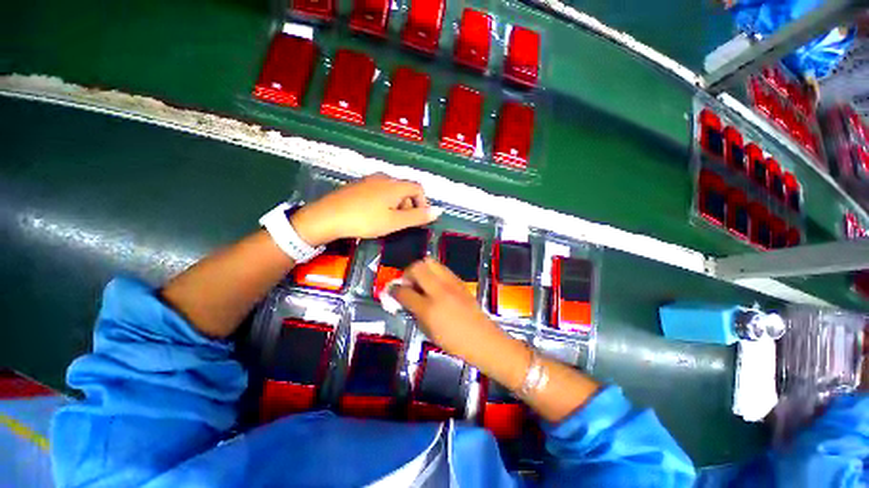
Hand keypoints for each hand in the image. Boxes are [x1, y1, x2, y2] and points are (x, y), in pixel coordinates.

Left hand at [290, 173, 440, 246]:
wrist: (327, 217)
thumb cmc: (365, 220)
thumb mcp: (395, 222)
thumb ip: (418, 217)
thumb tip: (439, 211)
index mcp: (396, 185)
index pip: (419, 188)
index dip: (423, 203)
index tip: (418, 219)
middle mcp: (384, 177)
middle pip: (406, 189)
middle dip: (409, 206)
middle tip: (400, 223)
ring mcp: (370, 179)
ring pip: (392, 191)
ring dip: (396, 205)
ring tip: (386, 221)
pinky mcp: (358, 185)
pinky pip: (379, 191)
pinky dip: (383, 202)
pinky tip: (373, 214)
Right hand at [391, 258, 509, 363]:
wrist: (482, 338)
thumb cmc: (454, 341)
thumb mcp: (428, 331)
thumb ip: (414, 312)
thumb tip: (405, 299)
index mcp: (429, 308)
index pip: (404, 292)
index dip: (394, 290)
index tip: (391, 290)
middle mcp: (439, 290)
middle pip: (417, 267)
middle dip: (407, 273)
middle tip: (408, 283)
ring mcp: (451, 283)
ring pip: (430, 262)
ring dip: (421, 269)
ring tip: (421, 281)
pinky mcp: (459, 281)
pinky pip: (442, 268)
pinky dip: (433, 272)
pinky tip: (435, 284)